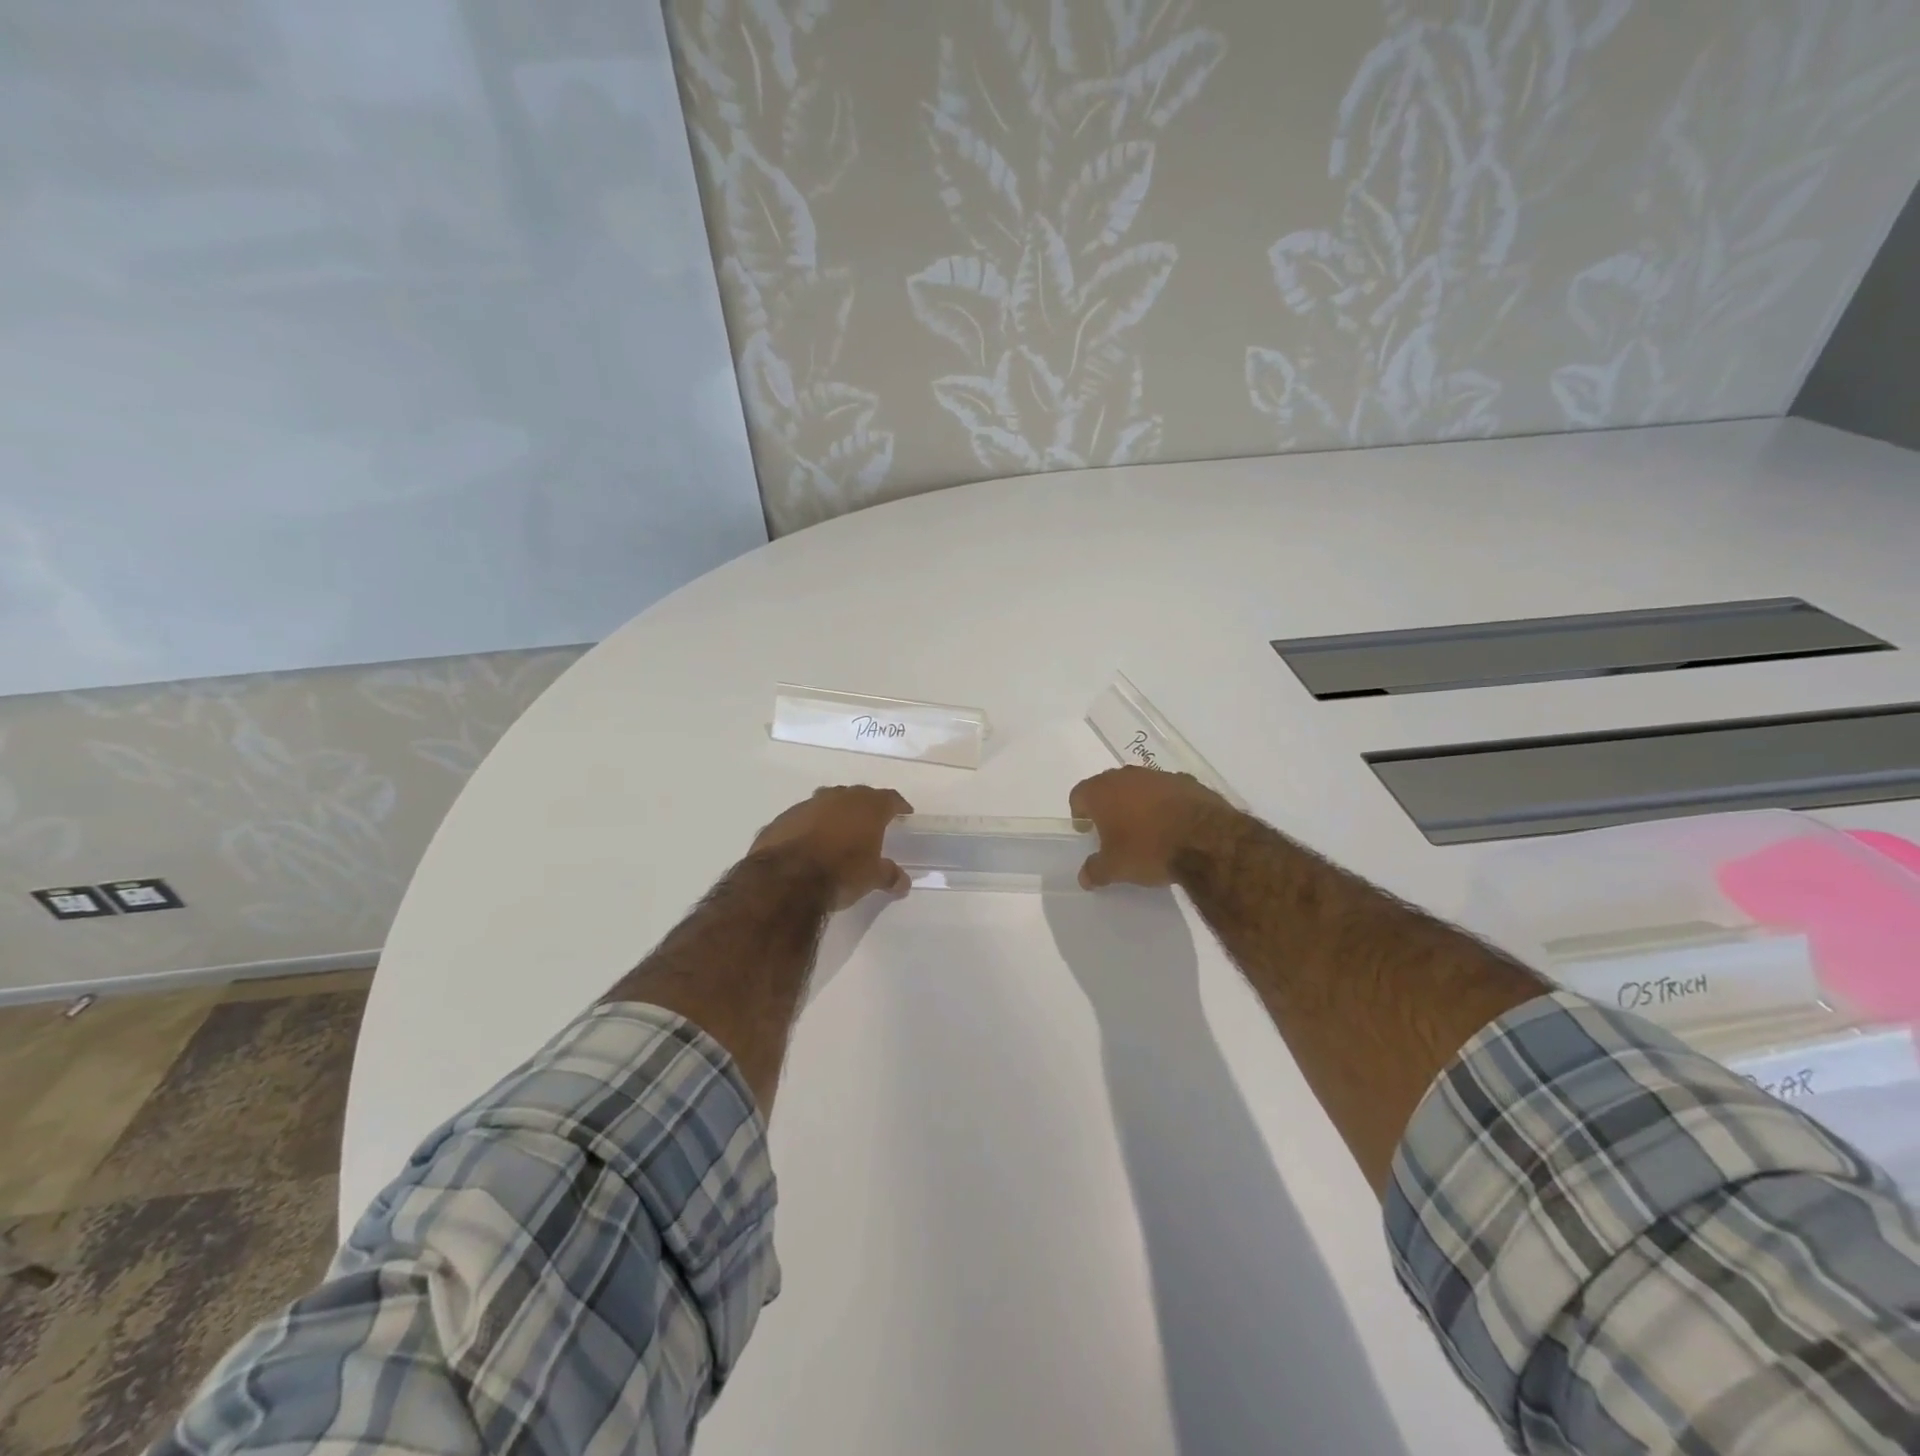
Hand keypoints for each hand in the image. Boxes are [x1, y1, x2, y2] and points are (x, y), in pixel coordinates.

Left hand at [750, 785, 913, 908]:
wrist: (786, 878)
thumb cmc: (841, 872)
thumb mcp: (872, 878)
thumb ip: (889, 875)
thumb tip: (903, 882)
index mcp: (867, 807)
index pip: (890, 798)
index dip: (898, 805)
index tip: (904, 812)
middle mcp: (839, 797)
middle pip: (858, 795)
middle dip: (866, 806)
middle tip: (871, 821)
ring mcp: (809, 804)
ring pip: (828, 801)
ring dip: (836, 813)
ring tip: (840, 830)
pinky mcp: (784, 818)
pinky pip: (804, 817)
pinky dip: (811, 825)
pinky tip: (810, 842)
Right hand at [1070, 767, 1237, 889]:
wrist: (1206, 839)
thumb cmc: (1148, 849)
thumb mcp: (1115, 868)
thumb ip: (1095, 870)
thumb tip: (1084, 877)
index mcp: (1102, 791)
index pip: (1078, 795)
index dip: (1079, 813)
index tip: (1086, 830)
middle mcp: (1127, 776)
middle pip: (1108, 787)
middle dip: (1108, 806)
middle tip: (1113, 830)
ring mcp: (1158, 775)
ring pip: (1139, 786)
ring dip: (1137, 802)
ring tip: (1145, 828)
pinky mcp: (1187, 781)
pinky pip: (1167, 791)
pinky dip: (1165, 804)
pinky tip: (1173, 825)